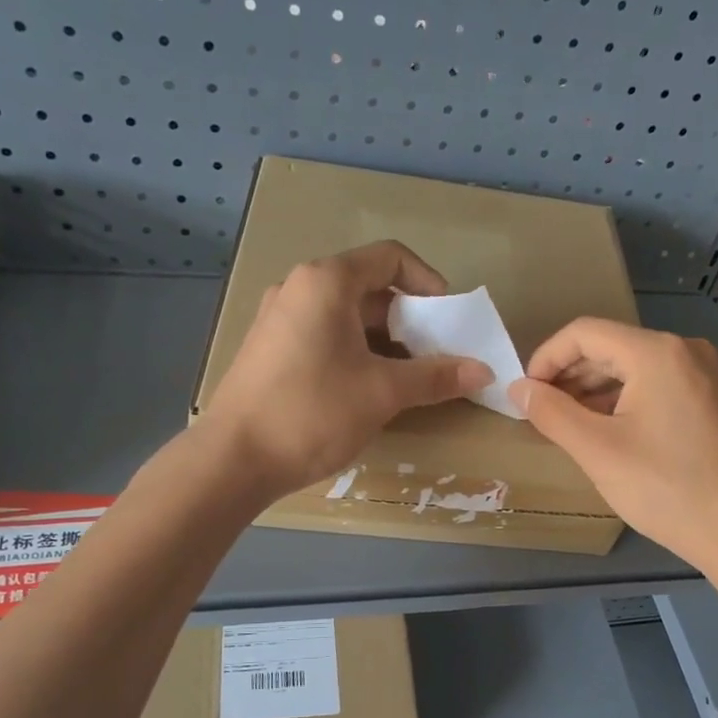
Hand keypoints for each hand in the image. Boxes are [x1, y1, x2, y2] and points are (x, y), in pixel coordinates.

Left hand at [199, 242, 492, 496]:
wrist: (234, 459)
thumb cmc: (313, 412)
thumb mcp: (383, 393)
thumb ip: (436, 377)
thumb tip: (484, 371)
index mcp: (327, 282)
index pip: (391, 258)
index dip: (429, 283)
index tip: (449, 320)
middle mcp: (300, 288)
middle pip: (370, 288)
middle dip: (411, 320)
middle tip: (436, 356)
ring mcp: (281, 318)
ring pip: (348, 317)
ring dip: (386, 341)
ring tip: (410, 380)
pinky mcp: (272, 349)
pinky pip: (326, 336)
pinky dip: (357, 353)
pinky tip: (371, 390)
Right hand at [508, 318, 717, 570]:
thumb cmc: (664, 488)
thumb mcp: (597, 450)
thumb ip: (551, 413)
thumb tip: (518, 388)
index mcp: (657, 352)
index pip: (584, 333)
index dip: (546, 358)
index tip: (525, 395)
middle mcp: (684, 350)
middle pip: (609, 347)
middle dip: (569, 376)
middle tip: (541, 414)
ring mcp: (702, 374)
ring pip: (632, 368)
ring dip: (593, 391)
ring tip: (567, 425)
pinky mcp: (709, 399)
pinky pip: (654, 385)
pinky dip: (622, 401)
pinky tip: (604, 431)